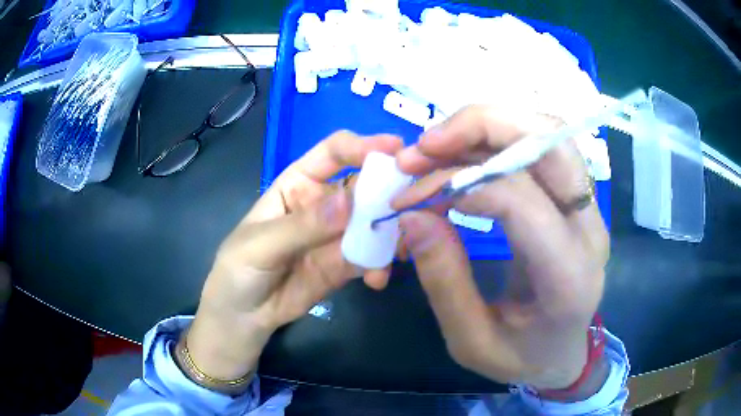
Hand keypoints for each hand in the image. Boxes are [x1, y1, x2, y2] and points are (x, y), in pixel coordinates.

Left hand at [186, 131, 402, 381]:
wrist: (244, 315)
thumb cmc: (240, 268)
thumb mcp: (261, 244)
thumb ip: (303, 225)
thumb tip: (348, 203)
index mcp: (299, 183)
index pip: (333, 153)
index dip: (361, 146)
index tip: (394, 148)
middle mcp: (324, 203)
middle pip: (363, 185)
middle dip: (388, 190)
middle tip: (412, 203)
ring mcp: (339, 234)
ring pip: (375, 222)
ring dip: (391, 231)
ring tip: (401, 249)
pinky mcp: (347, 263)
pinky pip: (372, 256)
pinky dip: (381, 264)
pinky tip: (377, 279)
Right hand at [394, 106, 608, 391]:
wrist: (564, 356)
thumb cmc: (521, 357)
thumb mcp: (470, 341)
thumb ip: (444, 280)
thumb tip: (411, 214)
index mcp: (567, 276)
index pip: (519, 198)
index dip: (456, 183)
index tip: (409, 197)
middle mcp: (589, 229)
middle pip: (547, 142)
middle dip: (481, 125)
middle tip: (424, 145)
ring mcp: (589, 209)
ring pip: (547, 132)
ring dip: (489, 125)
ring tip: (438, 146)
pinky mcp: (579, 200)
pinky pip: (543, 146)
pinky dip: (499, 137)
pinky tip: (465, 153)